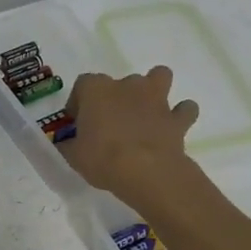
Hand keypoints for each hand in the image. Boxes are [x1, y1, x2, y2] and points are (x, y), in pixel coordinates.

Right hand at [59, 66, 199, 203]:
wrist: (146, 172)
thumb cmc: (102, 158)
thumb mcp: (73, 155)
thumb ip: (69, 144)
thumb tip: (66, 143)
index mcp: (96, 90)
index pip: (83, 84)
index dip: (79, 101)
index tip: (78, 121)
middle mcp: (127, 86)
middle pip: (120, 81)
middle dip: (116, 97)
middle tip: (111, 122)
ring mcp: (156, 99)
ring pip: (159, 77)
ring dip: (154, 90)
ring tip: (146, 112)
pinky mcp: (178, 118)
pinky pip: (184, 110)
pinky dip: (180, 115)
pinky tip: (172, 127)